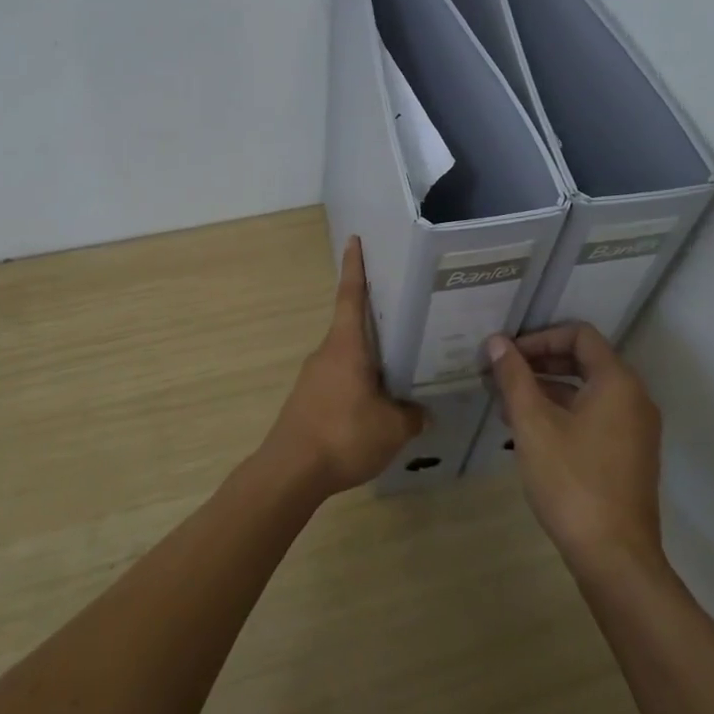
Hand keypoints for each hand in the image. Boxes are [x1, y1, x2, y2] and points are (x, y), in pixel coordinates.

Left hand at [260, 237, 423, 499]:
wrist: (290, 472)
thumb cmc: (343, 435)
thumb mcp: (392, 428)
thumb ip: (411, 415)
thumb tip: (422, 412)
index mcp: (346, 346)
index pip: (351, 295)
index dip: (355, 267)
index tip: (355, 241)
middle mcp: (327, 353)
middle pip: (353, 326)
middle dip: (377, 320)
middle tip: (407, 316)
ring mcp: (314, 377)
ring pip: (348, 357)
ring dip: (370, 359)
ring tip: (402, 368)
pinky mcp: (308, 400)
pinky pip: (340, 380)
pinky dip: (359, 383)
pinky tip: (377, 405)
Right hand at [487, 325, 663, 575]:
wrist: (614, 556)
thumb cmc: (571, 481)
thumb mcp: (533, 424)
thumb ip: (514, 377)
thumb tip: (497, 342)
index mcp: (617, 382)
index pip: (580, 335)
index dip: (539, 337)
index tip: (507, 355)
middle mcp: (634, 398)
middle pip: (584, 360)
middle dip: (539, 362)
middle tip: (501, 375)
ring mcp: (635, 429)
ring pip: (587, 391)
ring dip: (547, 389)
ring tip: (506, 404)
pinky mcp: (629, 455)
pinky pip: (594, 416)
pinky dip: (563, 413)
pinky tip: (529, 432)